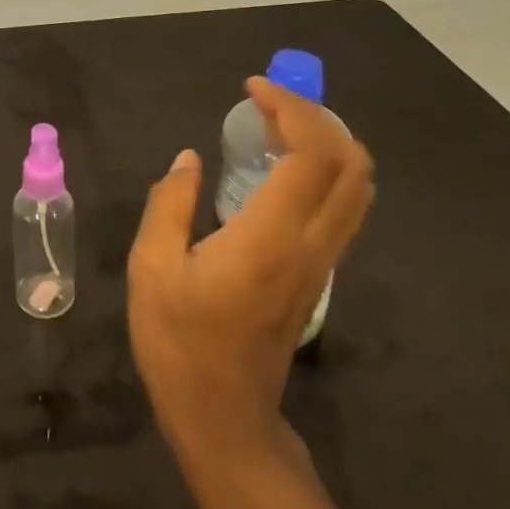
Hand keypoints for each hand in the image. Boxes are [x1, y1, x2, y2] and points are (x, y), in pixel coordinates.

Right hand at [128, 78, 373, 461]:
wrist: (224, 419)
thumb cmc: (179, 344)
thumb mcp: (151, 268)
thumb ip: (170, 203)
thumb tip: (189, 158)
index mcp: (268, 239)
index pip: (312, 155)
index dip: (291, 109)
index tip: (252, 89)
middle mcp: (310, 246)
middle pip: (352, 165)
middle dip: (319, 117)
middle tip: (269, 102)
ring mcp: (322, 263)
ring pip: (358, 188)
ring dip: (329, 141)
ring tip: (277, 125)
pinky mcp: (319, 274)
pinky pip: (343, 207)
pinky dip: (326, 169)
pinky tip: (282, 165)